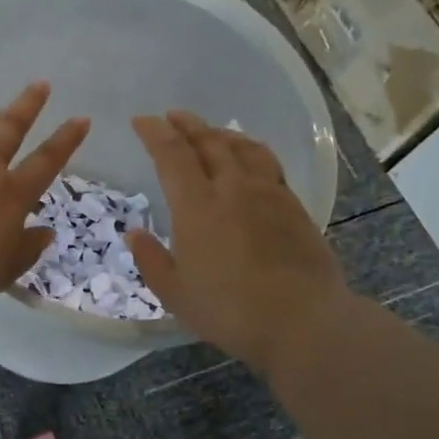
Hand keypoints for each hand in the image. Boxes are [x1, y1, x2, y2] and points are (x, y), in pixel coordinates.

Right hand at [127, 111, 350, 374]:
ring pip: (242, 147)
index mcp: (197, 205)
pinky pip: (267, 162)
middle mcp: (232, 188)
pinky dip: (249, 150)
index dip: (154, 132)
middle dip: (186, 124)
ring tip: (210, 131)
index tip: (141, 121)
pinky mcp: (293, 205)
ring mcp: (268, 193)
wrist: (304, 322)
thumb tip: (134, 232)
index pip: (172, 153)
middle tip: (172, 116)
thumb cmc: (231, 311)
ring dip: (220, 133)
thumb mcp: (176, 294)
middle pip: (208, 141)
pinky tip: (248, 159)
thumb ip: (151, 259)